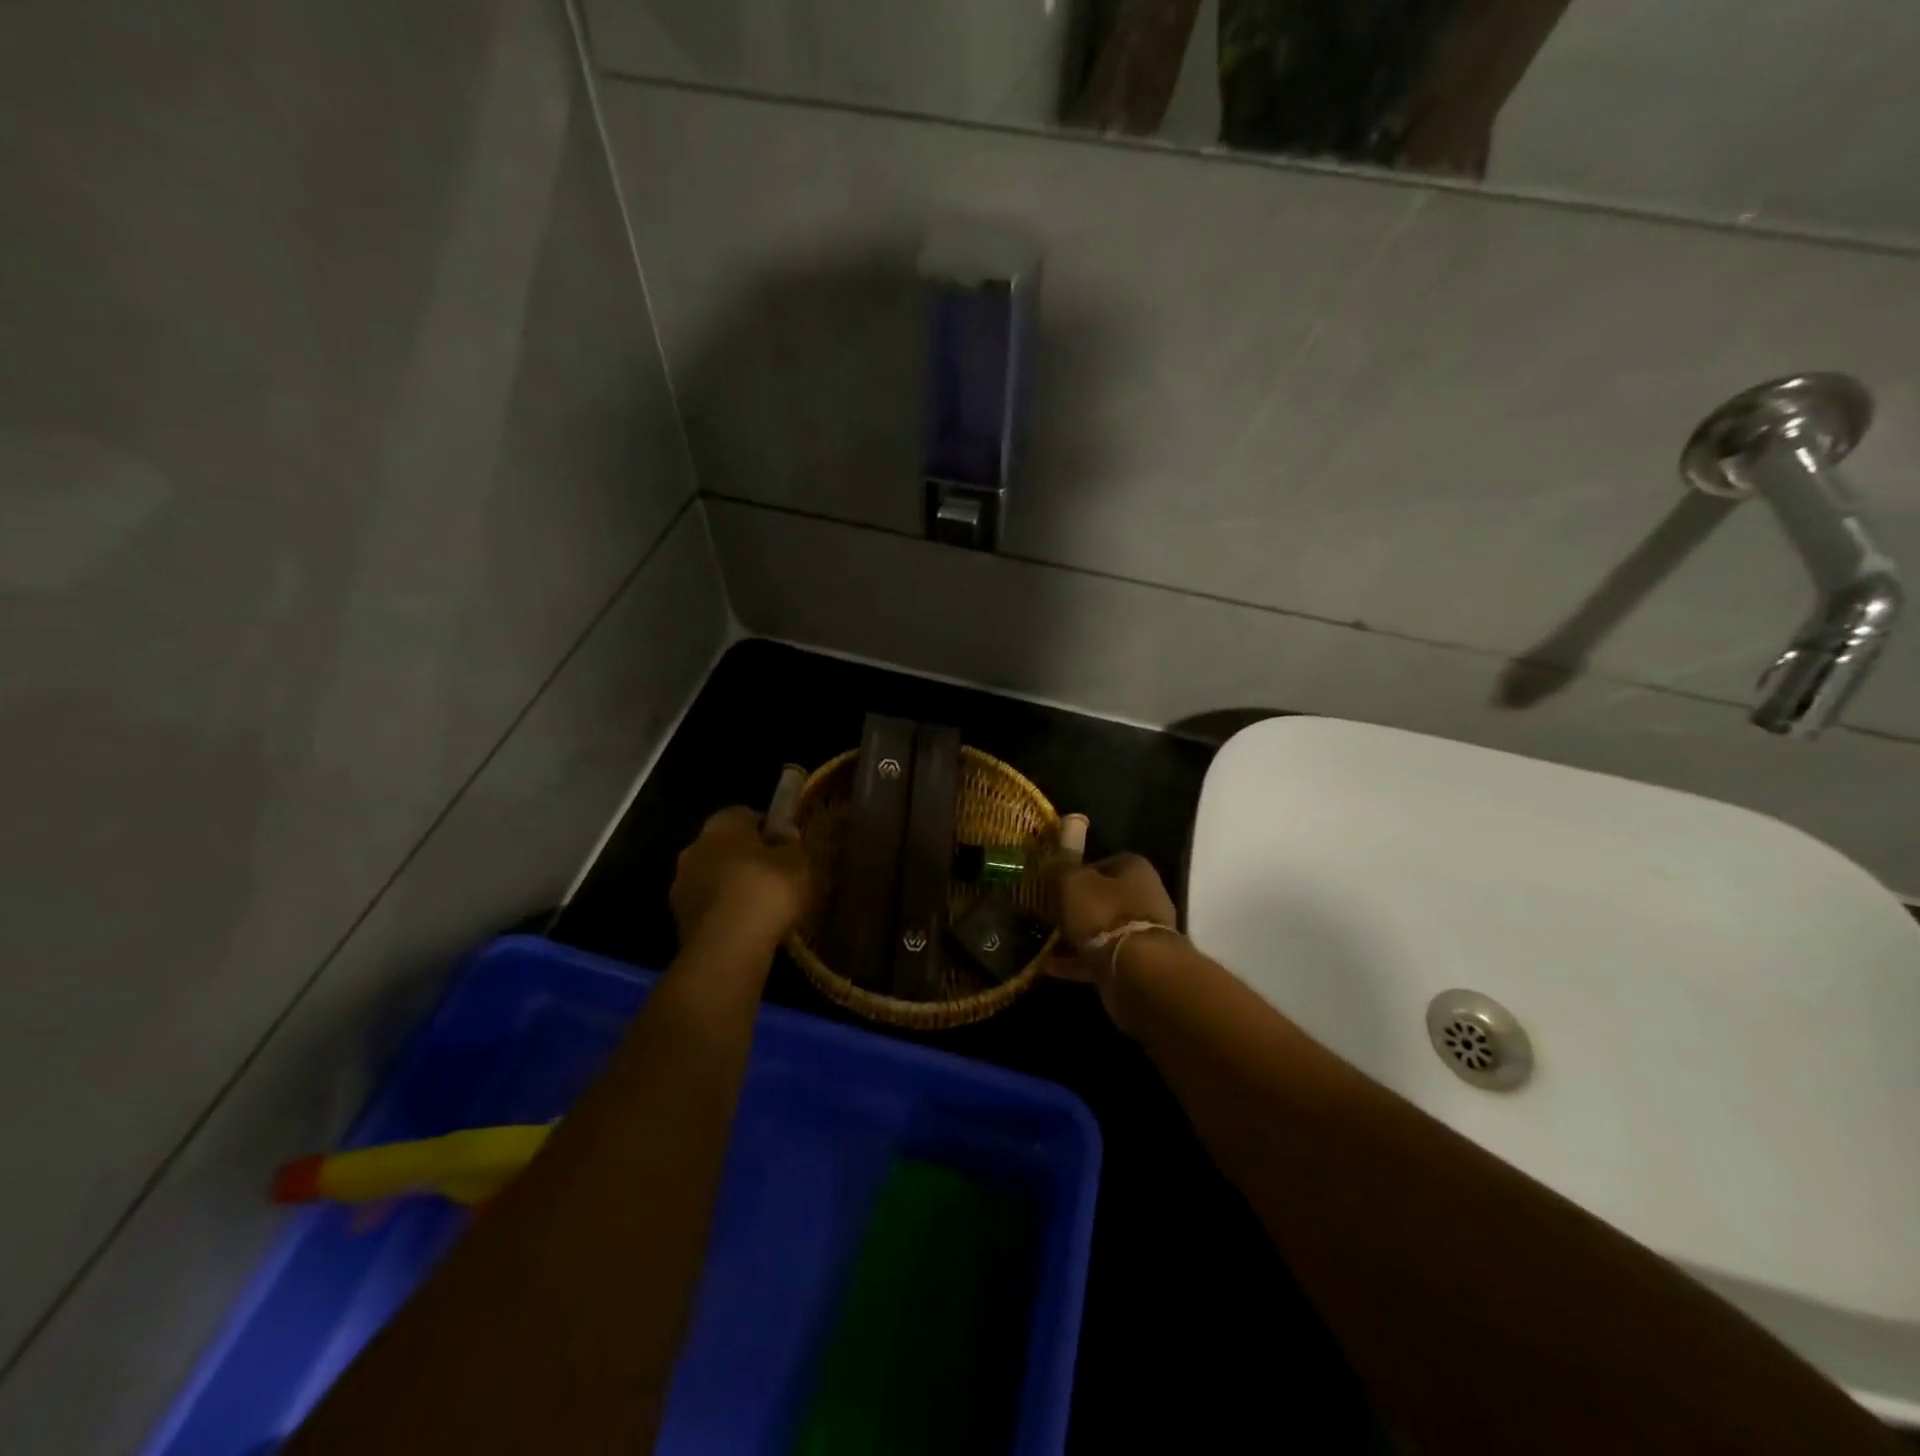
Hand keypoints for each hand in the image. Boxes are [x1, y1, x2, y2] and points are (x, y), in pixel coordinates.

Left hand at [670, 807, 810, 952]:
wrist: (726, 948)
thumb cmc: (766, 891)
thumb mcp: (799, 862)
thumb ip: (793, 845)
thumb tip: (786, 839)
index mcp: (721, 824)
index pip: (745, 814)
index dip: (768, 829)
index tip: (787, 847)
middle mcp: (694, 847)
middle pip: (726, 846)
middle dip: (747, 858)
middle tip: (776, 876)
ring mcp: (682, 885)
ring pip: (714, 878)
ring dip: (733, 887)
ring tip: (763, 907)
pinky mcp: (679, 920)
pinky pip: (710, 907)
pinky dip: (725, 913)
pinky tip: (748, 928)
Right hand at [1048, 853, 1177, 1027]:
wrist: (1137, 970)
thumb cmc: (1105, 913)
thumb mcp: (1072, 882)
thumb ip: (1059, 870)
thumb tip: (1050, 864)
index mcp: (1135, 870)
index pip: (1105, 862)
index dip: (1079, 870)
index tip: (1055, 881)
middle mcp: (1144, 898)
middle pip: (1103, 898)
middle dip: (1076, 905)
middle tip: (1046, 911)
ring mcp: (1140, 934)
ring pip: (1101, 930)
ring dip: (1074, 935)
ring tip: (1043, 940)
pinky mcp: (1134, 964)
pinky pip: (1098, 958)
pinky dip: (1075, 961)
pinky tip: (1048, 966)